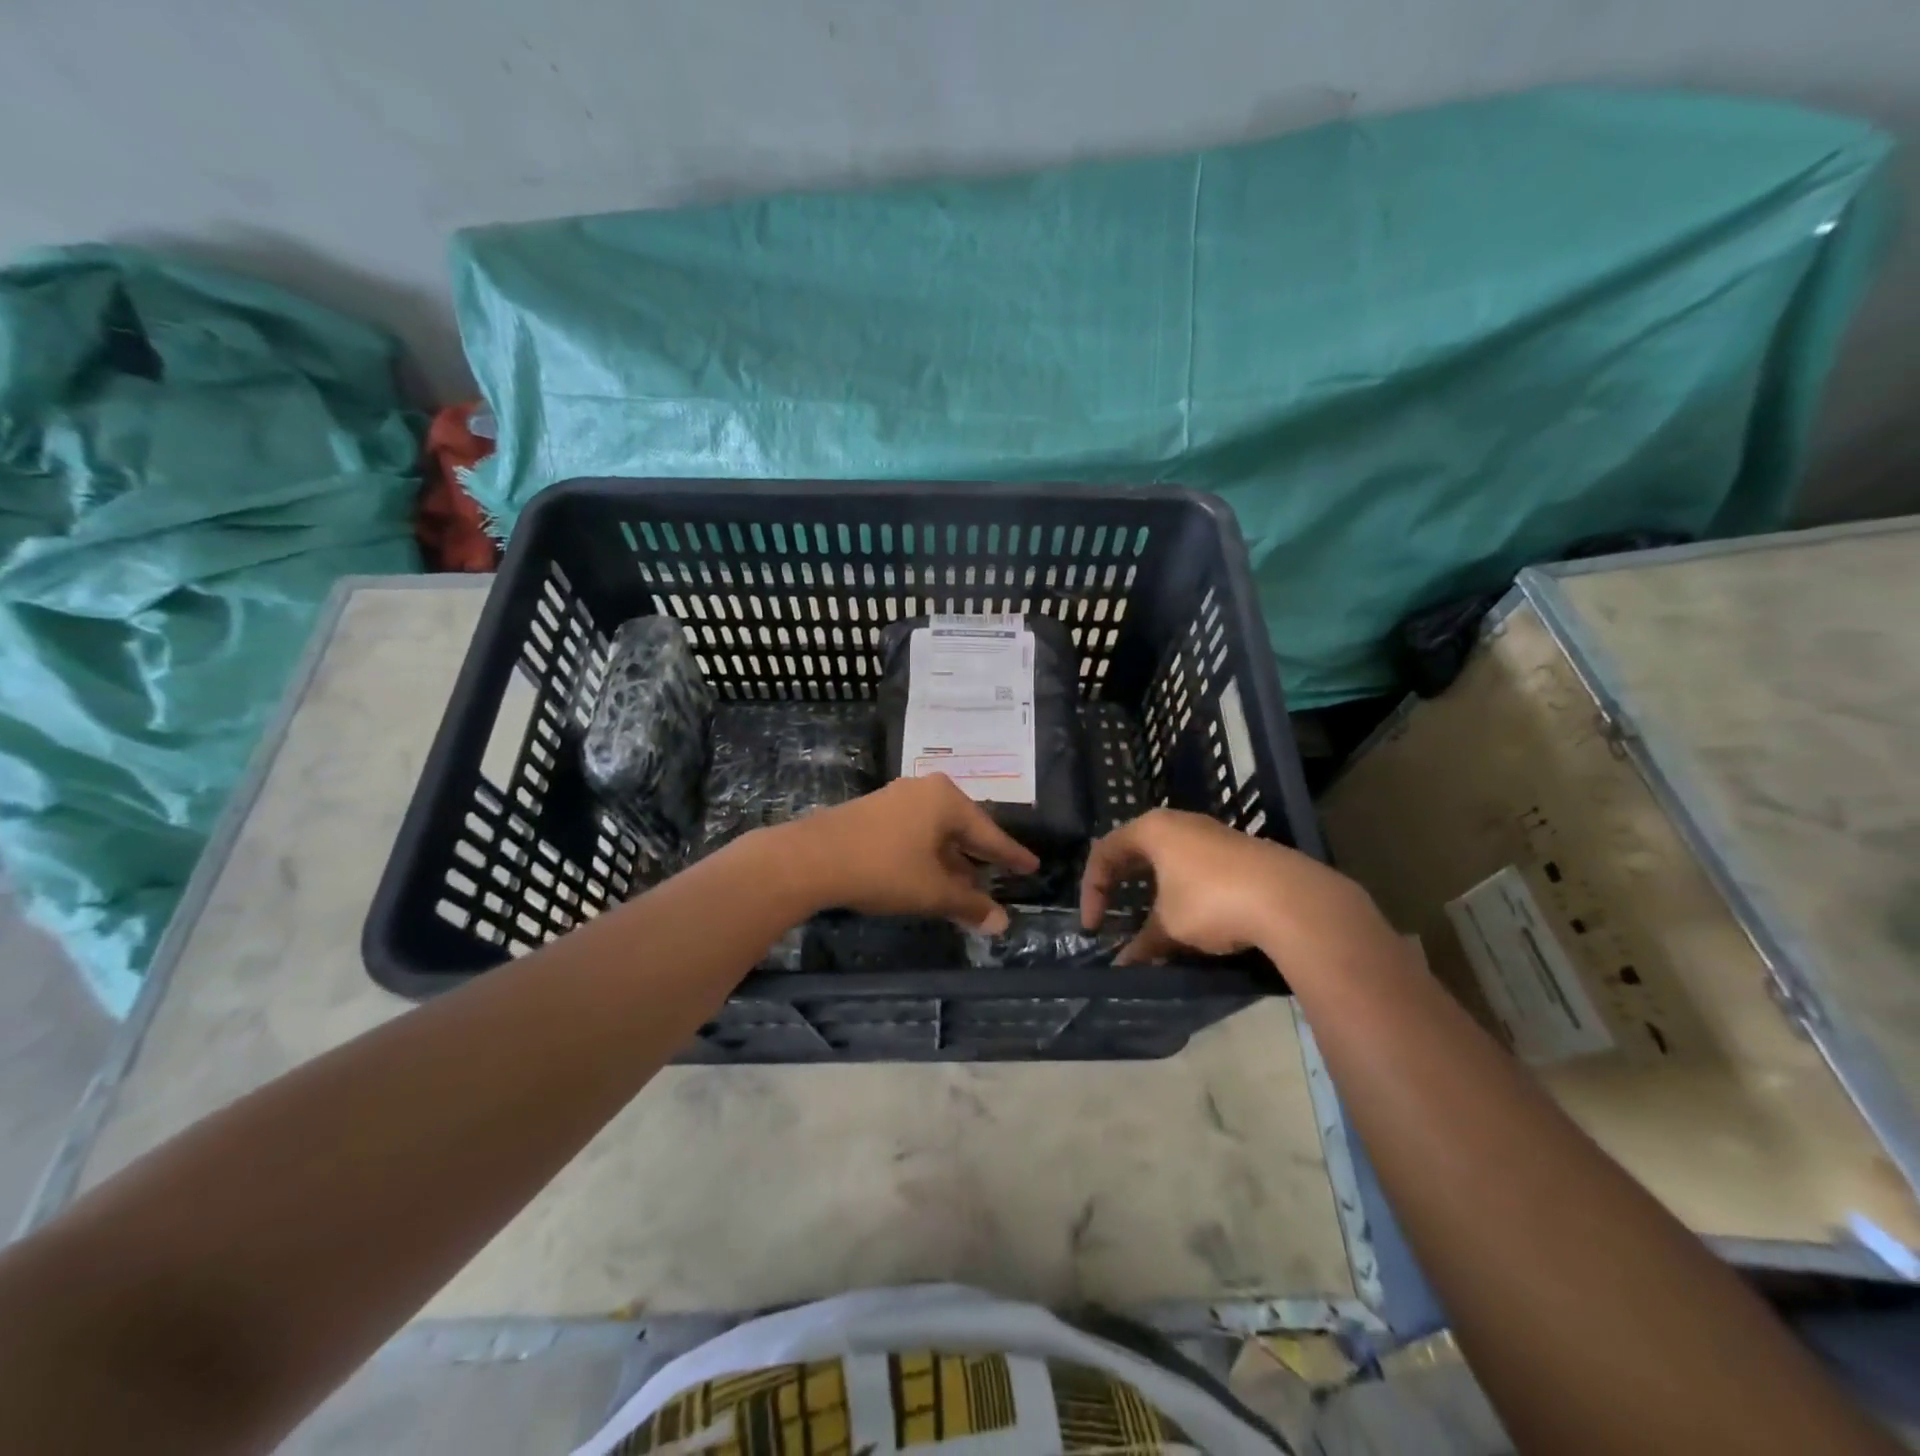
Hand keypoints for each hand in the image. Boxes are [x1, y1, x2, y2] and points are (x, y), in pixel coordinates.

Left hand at [777, 775, 1039, 932]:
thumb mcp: (932, 891)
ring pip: (936, 833)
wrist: (811, 858)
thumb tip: (1002, 924)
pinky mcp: (874, 813)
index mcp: (946, 800)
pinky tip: (930, 877)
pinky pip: (915, 833)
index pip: (989, 833)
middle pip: (963, 828)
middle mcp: (925, 791)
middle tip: (1002, 874)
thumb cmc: (884, 868)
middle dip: (979, 857)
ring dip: (952, 861)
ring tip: (968, 885)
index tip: (1032, 866)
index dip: (1011, 855)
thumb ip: (969, 905)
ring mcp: (896, 799)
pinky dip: (928, 856)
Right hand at [1080, 808, 1388, 965]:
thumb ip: (1143, 944)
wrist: (1292, 900)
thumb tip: (1123, 966)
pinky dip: (1184, 892)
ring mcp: (1214, 835)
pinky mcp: (1241, 853)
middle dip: (1121, 886)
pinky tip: (1194, 920)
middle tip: (1112, 915)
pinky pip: (1197, 869)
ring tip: (1153, 923)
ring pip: (1170, 860)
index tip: (1094, 928)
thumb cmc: (1213, 902)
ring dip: (1155, 892)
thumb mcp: (1170, 927)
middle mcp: (1181, 823)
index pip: (1105, 853)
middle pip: (1136, 851)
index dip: (1092, 891)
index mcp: (1153, 829)